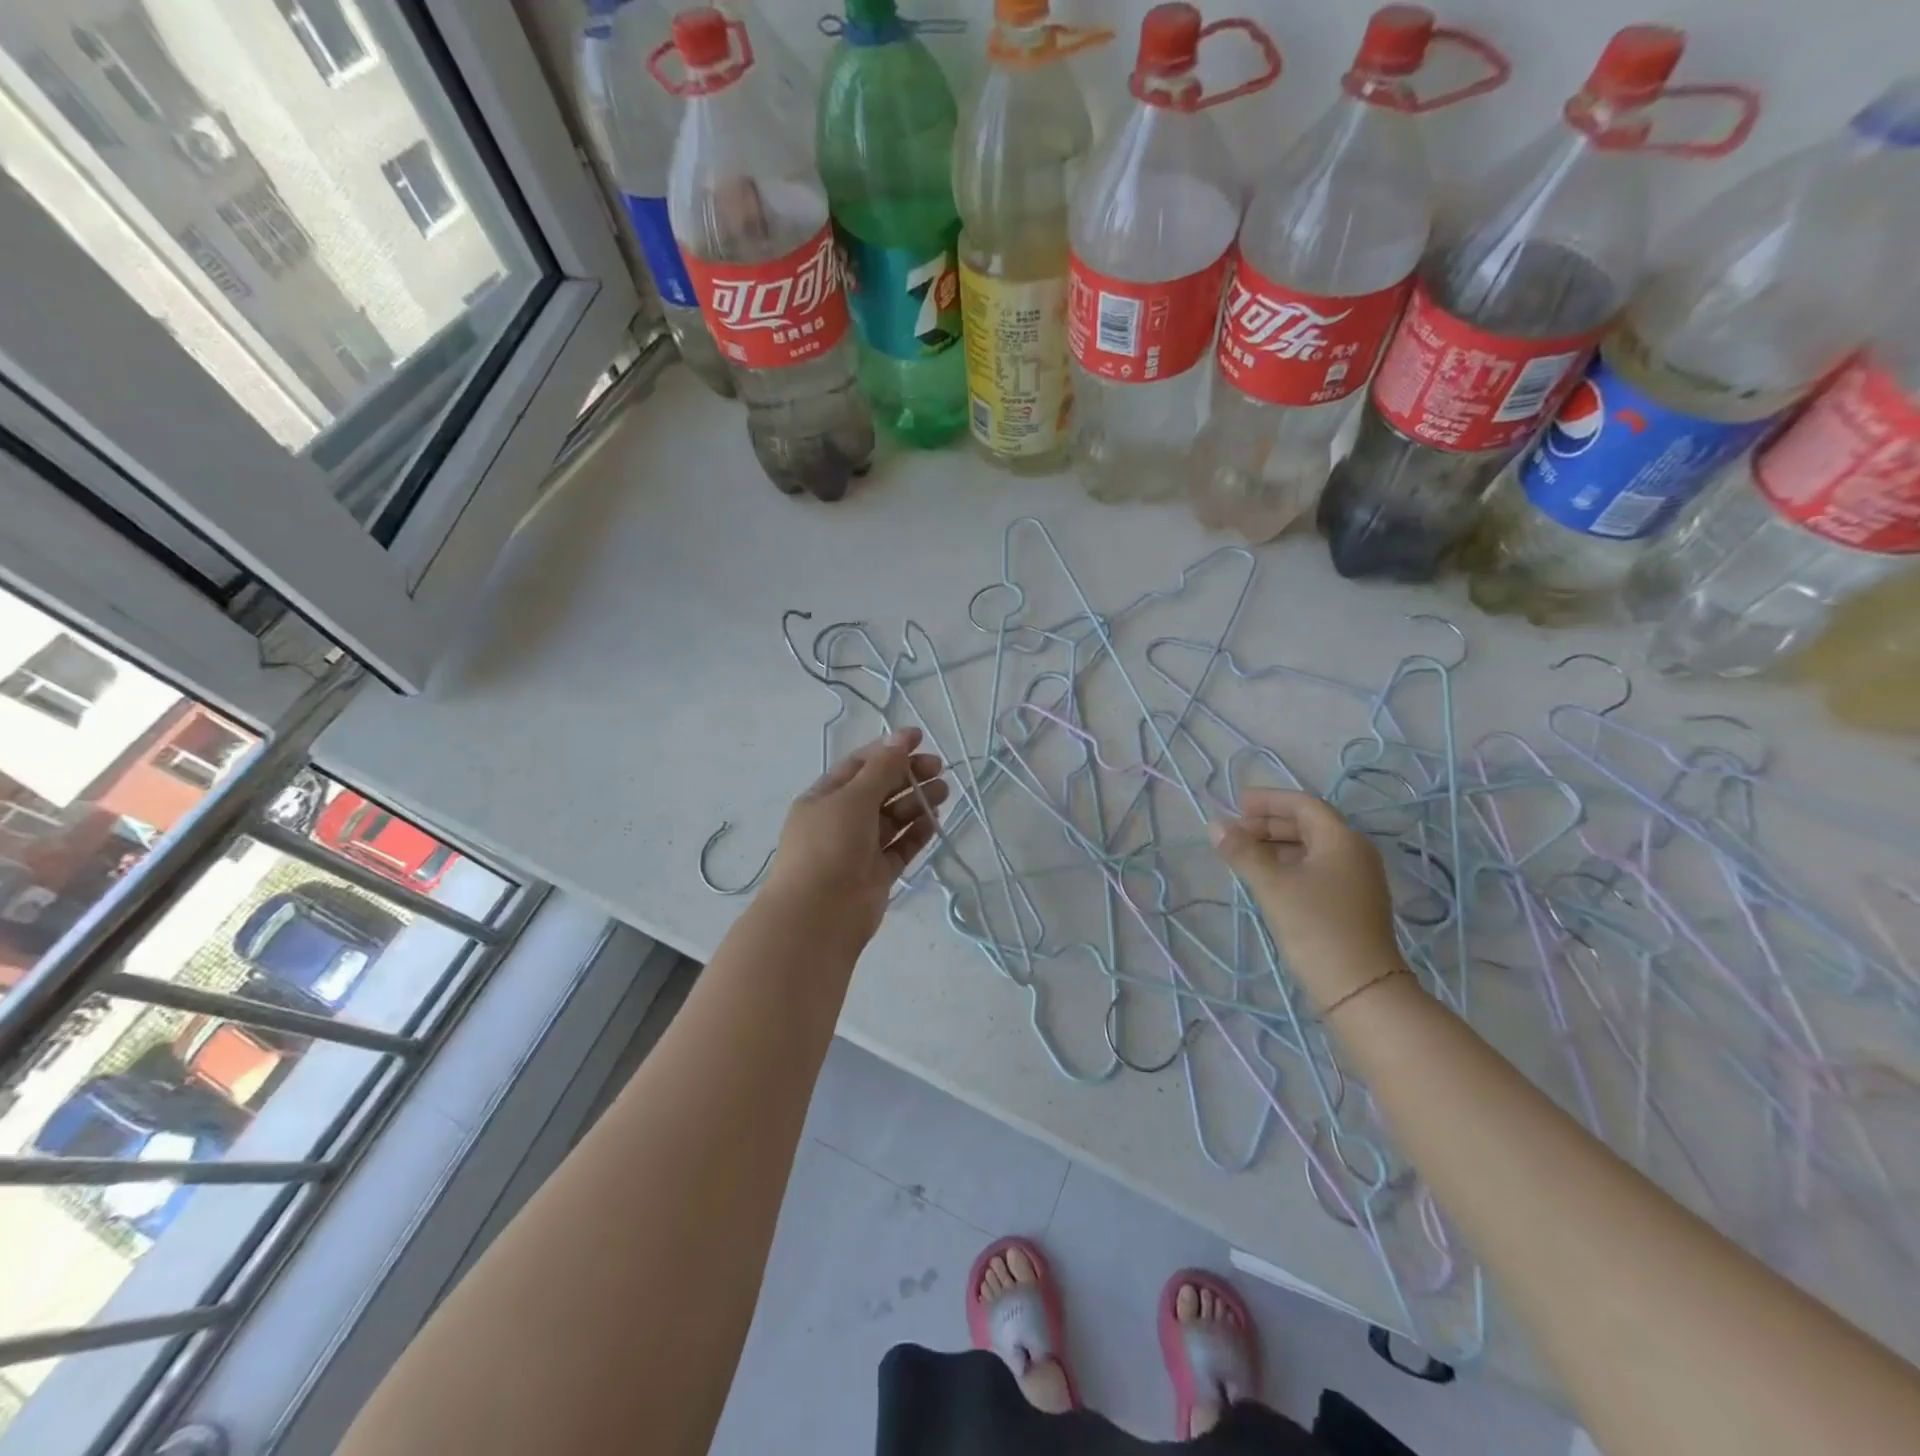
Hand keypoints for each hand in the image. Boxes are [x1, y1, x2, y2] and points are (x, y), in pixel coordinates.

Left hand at [761, 728, 948, 943]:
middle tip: (938, 768)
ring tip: (944, 792)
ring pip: (893, 819)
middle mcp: (840, 820)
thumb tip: (902, 737)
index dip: (889, 750)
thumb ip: (882, 768)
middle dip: (908, 776)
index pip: (859, 765)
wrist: (818, 915)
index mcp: (824, 797)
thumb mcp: (853, 798)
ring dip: (916, 803)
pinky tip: (935, 821)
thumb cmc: (829, 846)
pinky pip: (900, 847)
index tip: (919, 739)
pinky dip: (917, 833)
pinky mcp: (877, 873)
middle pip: (879, 790)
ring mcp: (859, 848)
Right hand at [1209, 788, 1404, 1011]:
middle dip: (1269, 824)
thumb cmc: (1315, 927)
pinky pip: (1316, 869)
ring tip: (1243, 854)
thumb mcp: (1272, 885)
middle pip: (1308, 824)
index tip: (1236, 804)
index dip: (1269, 801)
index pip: (1303, 804)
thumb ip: (1243, 852)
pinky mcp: (1352, 902)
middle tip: (1234, 832)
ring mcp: (1356, 879)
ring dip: (1276, 845)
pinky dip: (1288, 864)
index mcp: (1342, 839)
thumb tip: (1215, 826)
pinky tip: (1266, 877)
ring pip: (1311, 848)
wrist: (1359, 989)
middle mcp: (1355, 852)